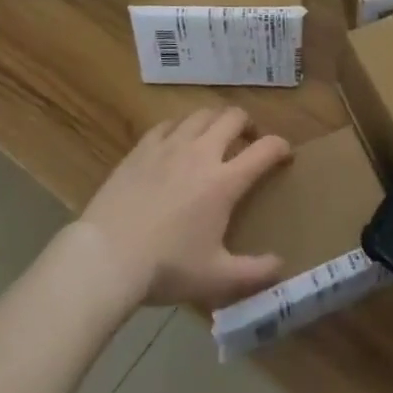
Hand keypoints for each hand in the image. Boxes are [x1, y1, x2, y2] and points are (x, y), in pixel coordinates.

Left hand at [76, 107, 291, 308]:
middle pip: (233, 117)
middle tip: (248, 140)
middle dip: (248, 124)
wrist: (107, 256)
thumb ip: (254, 272)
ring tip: (214, 137)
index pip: (265, 149)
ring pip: (201, 114)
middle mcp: (201, 153)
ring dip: (215, 121)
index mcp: (224, 181)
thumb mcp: (216, 278)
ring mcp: (169, 146)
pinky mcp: (142, 147)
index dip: (281, 147)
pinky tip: (177, 141)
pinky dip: (181, 126)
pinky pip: (168, 123)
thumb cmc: (166, 268)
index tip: (285, 154)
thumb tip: (281, 265)